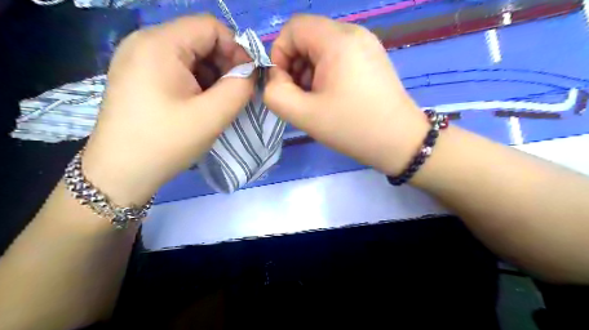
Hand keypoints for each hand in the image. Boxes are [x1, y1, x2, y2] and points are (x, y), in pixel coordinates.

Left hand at [81, 15, 251, 205]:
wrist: (121, 173)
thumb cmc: (166, 142)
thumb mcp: (211, 116)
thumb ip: (239, 88)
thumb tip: (250, 72)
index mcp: (160, 44)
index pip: (211, 27)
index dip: (236, 49)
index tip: (247, 79)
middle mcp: (144, 42)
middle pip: (199, 38)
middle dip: (224, 64)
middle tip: (235, 94)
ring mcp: (137, 58)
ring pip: (190, 54)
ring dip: (212, 75)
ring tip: (217, 103)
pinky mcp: (138, 75)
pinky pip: (177, 67)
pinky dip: (196, 82)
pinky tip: (199, 104)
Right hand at [266, 15, 428, 175]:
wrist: (399, 142)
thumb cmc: (351, 128)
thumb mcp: (304, 115)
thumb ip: (275, 93)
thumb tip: (277, 78)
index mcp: (337, 40)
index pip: (293, 28)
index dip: (280, 54)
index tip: (285, 84)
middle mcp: (354, 33)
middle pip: (308, 36)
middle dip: (295, 65)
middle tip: (301, 96)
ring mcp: (367, 44)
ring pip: (323, 46)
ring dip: (310, 70)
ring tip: (317, 99)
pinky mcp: (373, 57)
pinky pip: (339, 55)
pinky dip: (327, 72)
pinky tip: (333, 96)